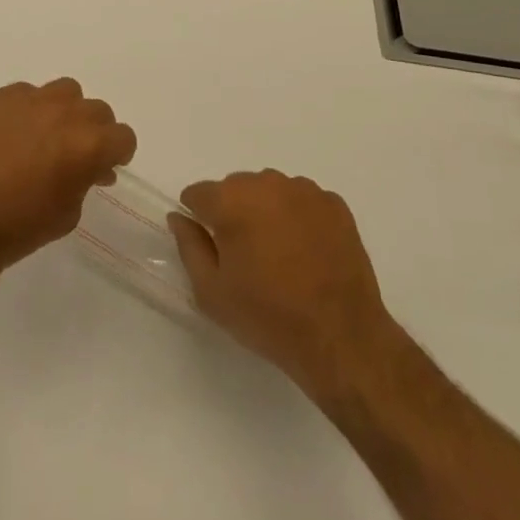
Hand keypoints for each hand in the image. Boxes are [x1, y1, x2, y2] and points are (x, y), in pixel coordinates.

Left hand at [0, 79, 135, 276]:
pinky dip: (26, 111)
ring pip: (64, 91)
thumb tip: (90, 168)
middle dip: (93, 131)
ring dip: (64, 111)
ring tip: (44, 136)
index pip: (123, 136)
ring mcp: (30, 99)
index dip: (118, 152)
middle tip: (75, 153)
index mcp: (88, 145)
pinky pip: (25, 94)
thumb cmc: (18, 228)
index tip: (105, 166)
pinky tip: (9, 136)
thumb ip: (85, 181)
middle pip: (97, 110)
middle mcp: (65, 112)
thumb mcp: (67, 214)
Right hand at [170, 170, 392, 396]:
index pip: (199, 194)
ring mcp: (303, 189)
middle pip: (235, 189)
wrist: (341, 336)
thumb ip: (189, 247)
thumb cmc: (269, 317)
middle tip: (247, 259)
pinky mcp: (333, 203)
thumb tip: (179, 217)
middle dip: (234, 214)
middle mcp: (265, 182)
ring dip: (267, 213)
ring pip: (270, 192)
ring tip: (281, 257)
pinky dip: (299, 219)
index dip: (198, 218)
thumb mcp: (212, 293)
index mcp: (231, 200)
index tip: (210, 246)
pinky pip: (303, 201)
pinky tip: (307, 253)